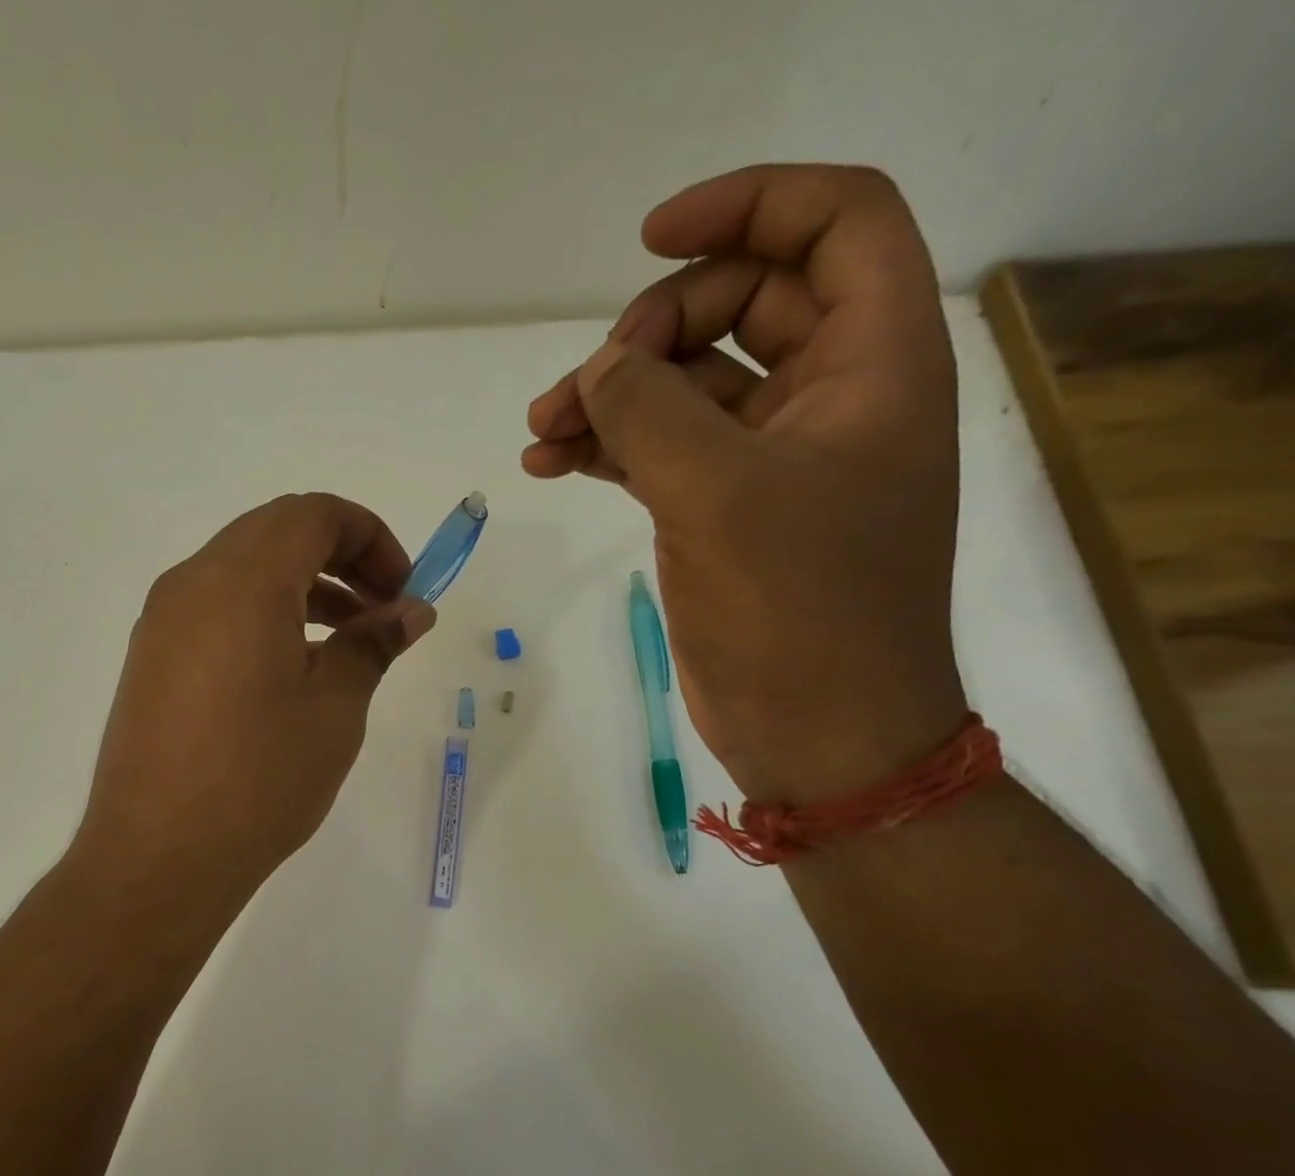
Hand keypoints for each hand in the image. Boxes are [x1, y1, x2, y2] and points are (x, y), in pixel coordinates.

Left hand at [71, 492, 434, 922]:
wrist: (159, 857)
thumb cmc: (260, 780)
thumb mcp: (334, 709)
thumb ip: (373, 644)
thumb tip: (411, 611)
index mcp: (242, 583)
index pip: (314, 514)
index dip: (371, 537)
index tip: (403, 590)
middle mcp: (192, 584)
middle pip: (275, 532)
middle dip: (340, 556)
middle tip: (382, 610)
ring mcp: (163, 621)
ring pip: (243, 568)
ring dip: (302, 585)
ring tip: (348, 640)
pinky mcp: (151, 657)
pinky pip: (215, 606)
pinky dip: (263, 612)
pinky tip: (293, 666)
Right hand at [523, 165, 968, 802]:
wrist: (816, 731)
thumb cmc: (797, 612)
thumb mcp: (719, 496)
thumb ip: (648, 412)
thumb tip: (596, 372)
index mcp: (872, 362)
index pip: (833, 224)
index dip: (747, 206)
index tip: (647, 239)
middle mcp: (829, 396)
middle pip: (738, 303)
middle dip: (647, 332)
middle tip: (583, 389)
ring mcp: (772, 457)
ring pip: (686, 383)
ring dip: (611, 395)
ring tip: (540, 433)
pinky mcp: (726, 510)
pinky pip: (663, 448)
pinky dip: (609, 446)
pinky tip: (551, 462)